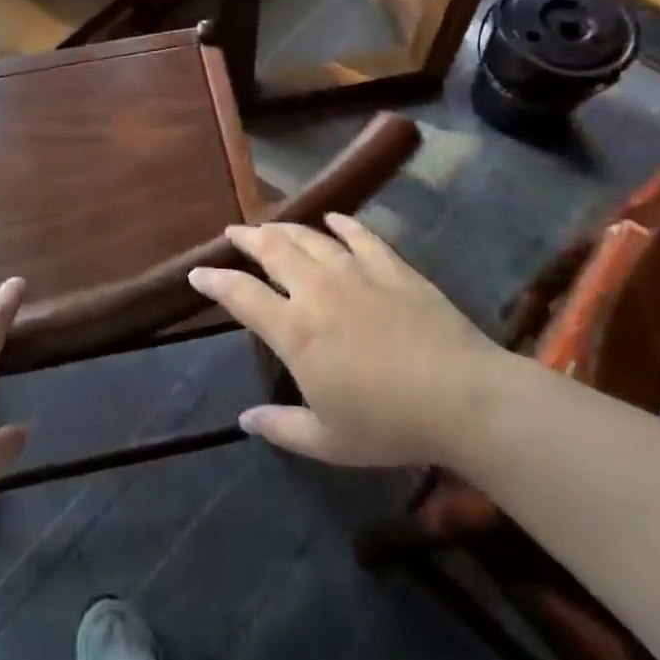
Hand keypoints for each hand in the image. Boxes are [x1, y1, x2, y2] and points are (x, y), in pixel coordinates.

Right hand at [189, 214, 500, 467]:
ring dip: (285, 228)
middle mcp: (317, 290)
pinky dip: (342, 224)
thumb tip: (245, 420)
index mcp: (295, 331)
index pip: (241, 296)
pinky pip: (360, 236)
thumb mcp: (328, 441)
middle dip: (247, 238)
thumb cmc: (389, 424)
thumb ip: (281, 428)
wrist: (462, 397)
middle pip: (272, 251)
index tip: (197, 273)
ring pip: (310, 237)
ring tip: (270, 224)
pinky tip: (333, 218)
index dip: (214, 282)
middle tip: (233, 232)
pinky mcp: (392, 267)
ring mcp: (356, 272)